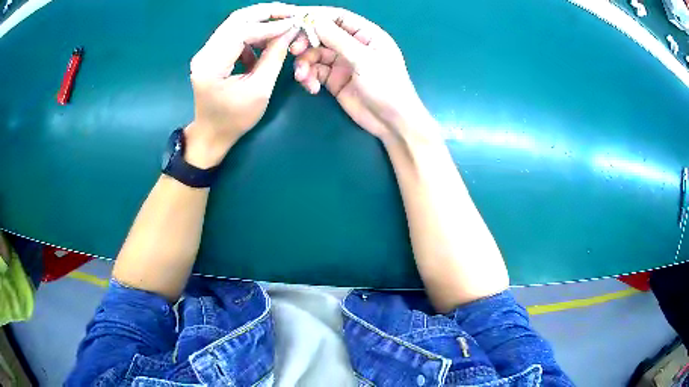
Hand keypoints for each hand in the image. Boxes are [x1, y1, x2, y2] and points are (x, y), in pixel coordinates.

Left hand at [186, 3, 299, 167]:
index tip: (294, 23)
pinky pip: (233, 34)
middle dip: (265, 13)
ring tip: (282, 24)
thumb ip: (274, 57)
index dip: (269, 25)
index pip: (241, 32)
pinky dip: (251, 33)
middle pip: (236, 20)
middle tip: (290, 12)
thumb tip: (289, 31)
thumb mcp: (260, 90)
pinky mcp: (210, 53)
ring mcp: (205, 52)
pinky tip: (264, 42)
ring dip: (259, 21)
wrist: (211, 133)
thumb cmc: (235, 119)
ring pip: (235, 24)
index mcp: (212, 66)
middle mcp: (204, 53)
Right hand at [290, 8, 436, 142]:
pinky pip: (315, 72)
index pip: (338, 17)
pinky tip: (312, 88)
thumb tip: (316, 20)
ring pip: (315, 54)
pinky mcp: (333, 79)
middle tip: (294, 50)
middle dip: (306, 41)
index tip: (295, 19)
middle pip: (322, 34)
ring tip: (302, 77)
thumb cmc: (387, 87)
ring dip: (305, 63)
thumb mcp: (364, 60)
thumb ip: (339, 39)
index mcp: (366, 34)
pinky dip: (309, 77)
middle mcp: (352, 45)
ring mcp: (342, 62)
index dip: (317, 15)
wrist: (391, 123)